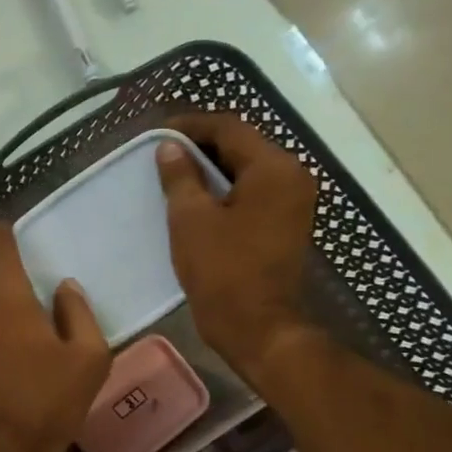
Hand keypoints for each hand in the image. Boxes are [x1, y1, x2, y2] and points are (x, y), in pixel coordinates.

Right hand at [156, 114, 319, 388]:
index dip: (191, 125)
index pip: (230, 128)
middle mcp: (292, 176)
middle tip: (161, 152)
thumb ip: (181, 176)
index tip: (157, 133)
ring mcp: (294, 201)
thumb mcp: (191, 218)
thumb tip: (170, 147)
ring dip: (211, 168)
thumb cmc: (222, 269)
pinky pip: (253, 191)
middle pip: (243, 145)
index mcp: (274, 168)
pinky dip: (225, 188)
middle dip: (201, 145)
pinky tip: (195, 199)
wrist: (256, 326)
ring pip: (247, 169)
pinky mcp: (286, 223)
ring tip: (173, 174)